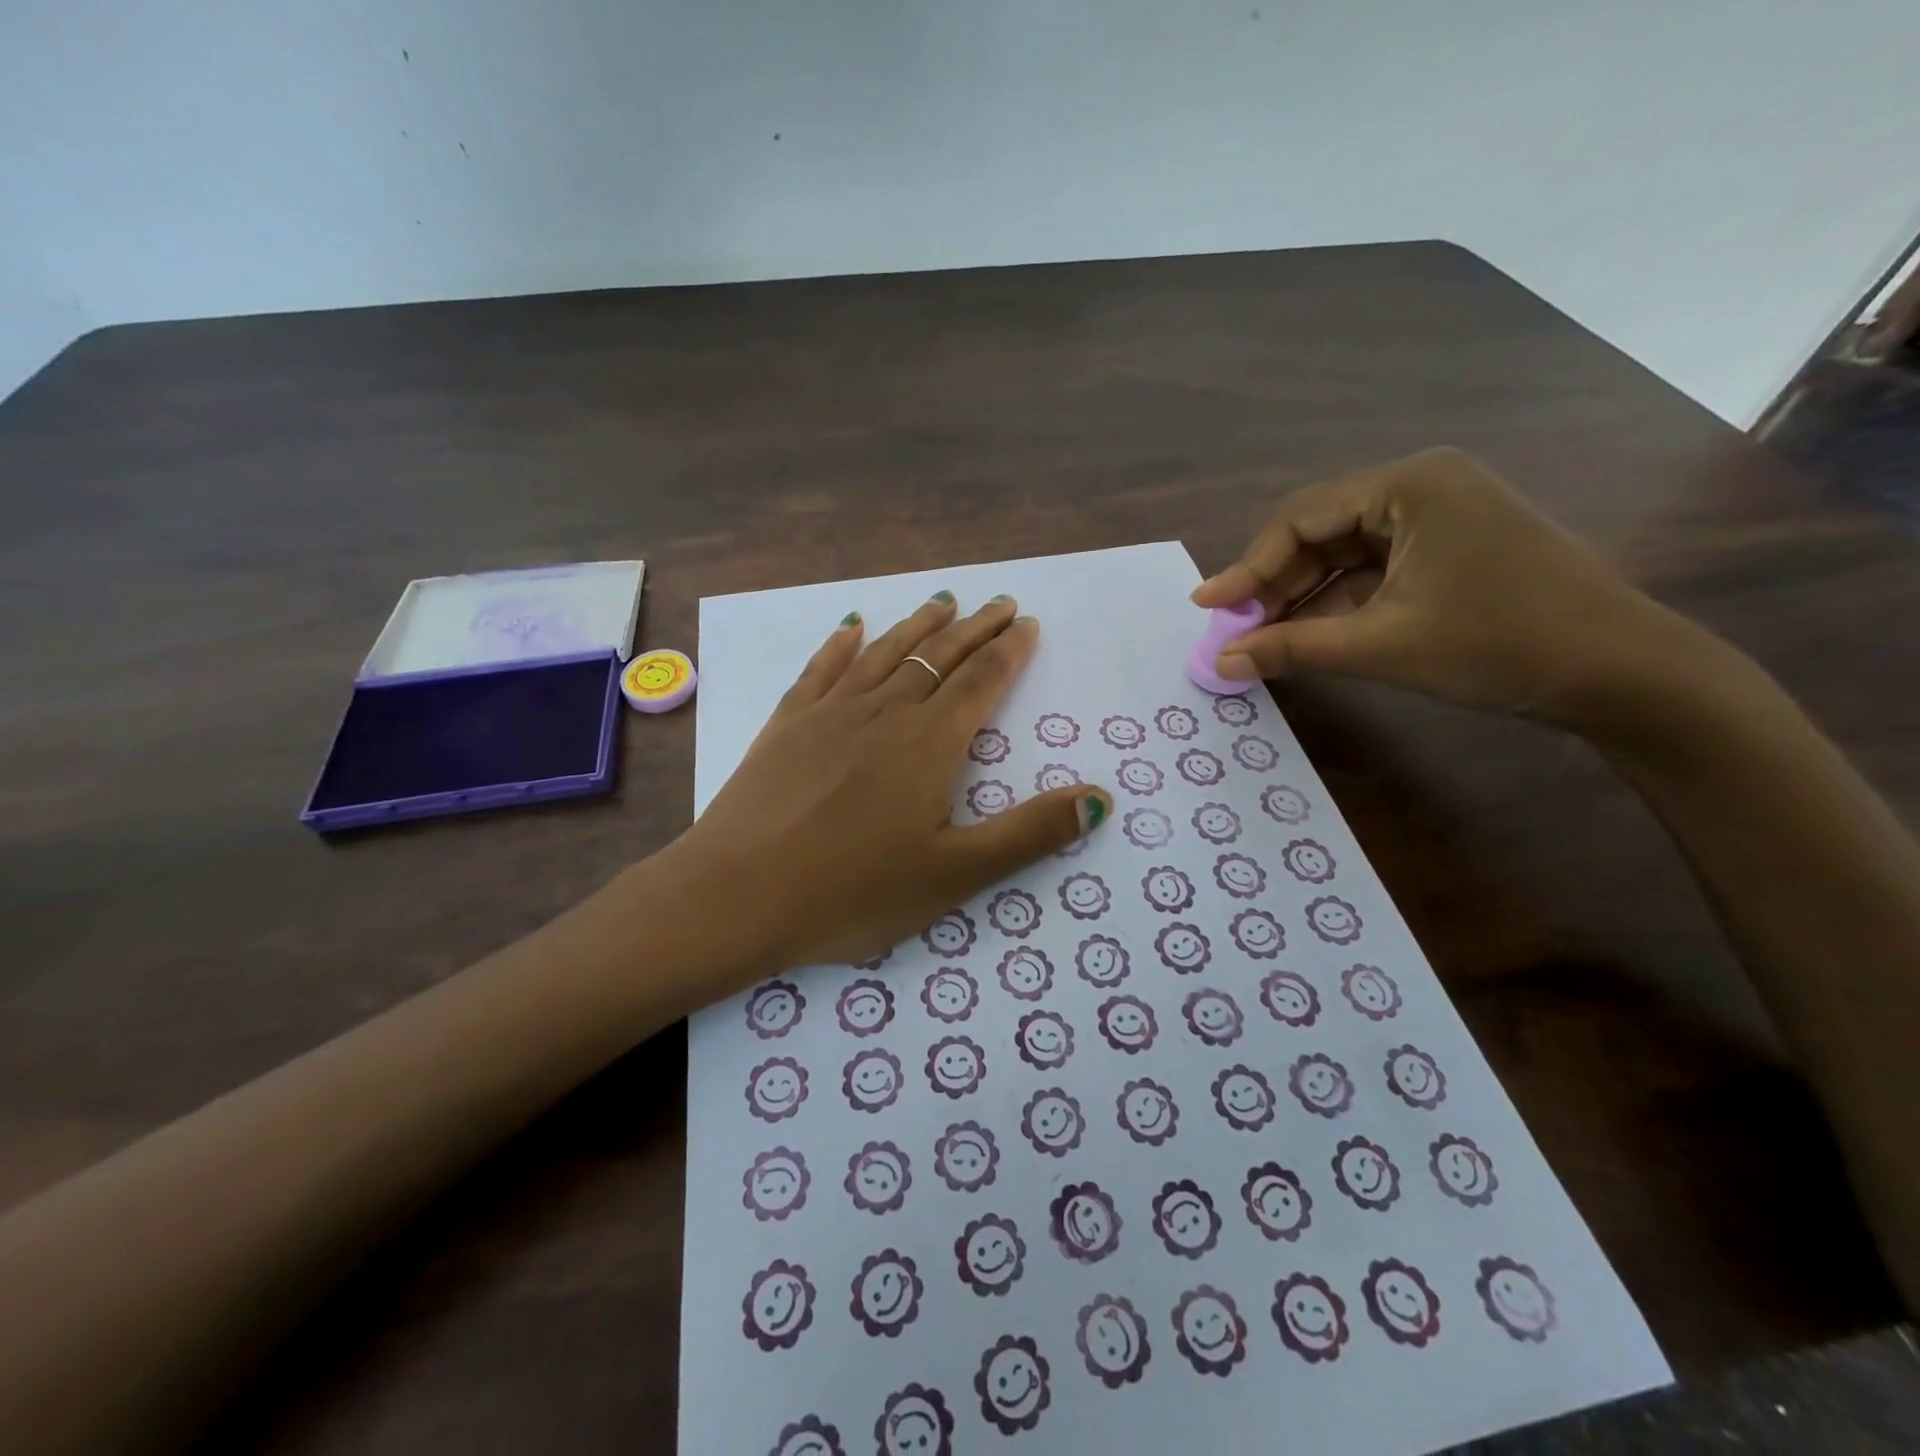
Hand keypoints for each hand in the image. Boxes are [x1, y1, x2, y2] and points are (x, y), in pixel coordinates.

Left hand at [667, 593, 1111, 974]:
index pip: (980, 681)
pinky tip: (851, 627)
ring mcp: (829, 713)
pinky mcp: (786, 725)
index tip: (1026, 623)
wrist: (737, 896)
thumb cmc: (852, 892)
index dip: (1008, 650)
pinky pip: (821, 670)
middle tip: (999, 602)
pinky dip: (841, 645)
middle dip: (974, 628)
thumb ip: (1030, 833)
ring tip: (942, 601)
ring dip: (918, 626)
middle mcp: (884, 713)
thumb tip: (1100, 799)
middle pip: (938, 657)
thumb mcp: (956, 874)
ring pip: (885, 654)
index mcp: (929, 744)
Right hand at [1191, 448, 1700, 725]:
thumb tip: (1219, 663)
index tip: (1206, 607)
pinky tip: (1308, 635)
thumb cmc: (1498, 645)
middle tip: (1232, 631)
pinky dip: (1338, 602)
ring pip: (1343, 554)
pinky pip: (1374, 570)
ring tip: (1259, 639)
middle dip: (1273, 584)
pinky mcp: (1451, 549)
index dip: (1246, 565)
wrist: (1622, 673)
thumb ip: (1290, 648)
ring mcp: (1440, 517)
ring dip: (1301, 597)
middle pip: (1319, 532)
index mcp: (1410, 485)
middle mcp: (1422, 486)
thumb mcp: (1381, 647)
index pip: (1300, 517)